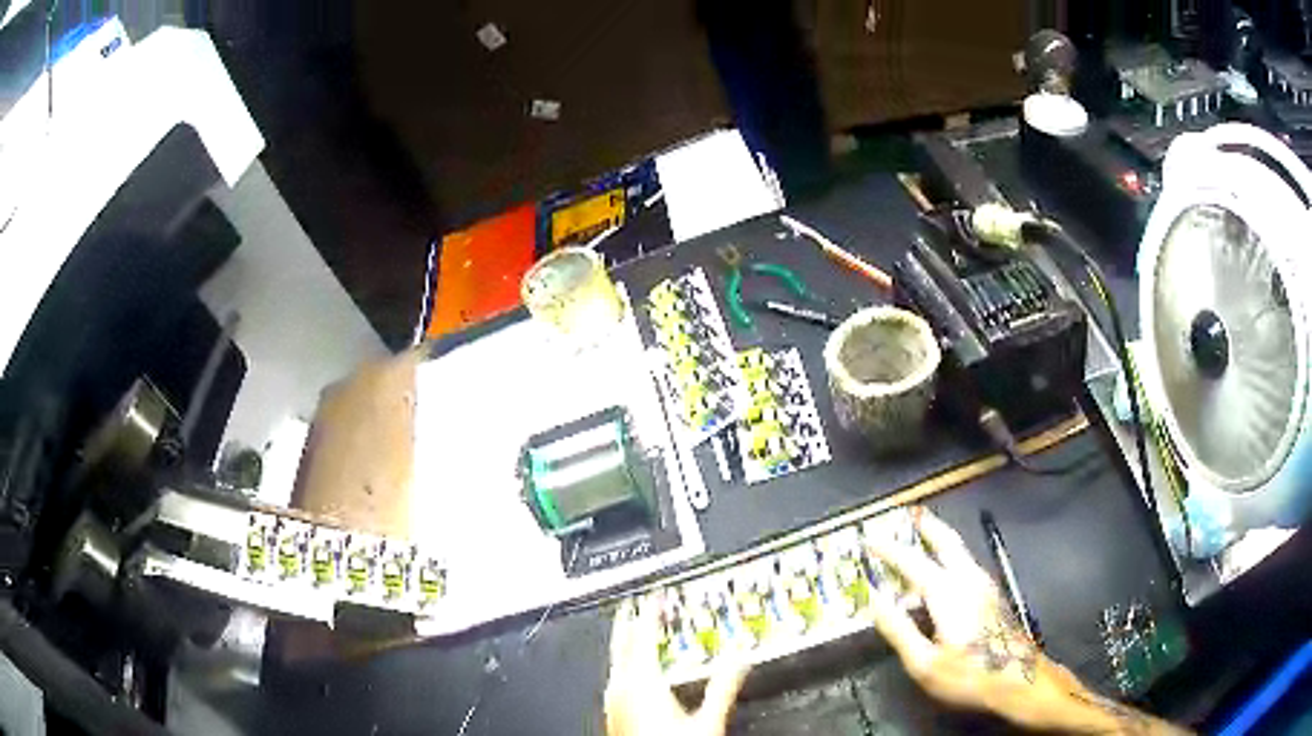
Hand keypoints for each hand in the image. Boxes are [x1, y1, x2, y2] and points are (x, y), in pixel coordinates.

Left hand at [604, 599, 748, 735]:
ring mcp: (613, 703)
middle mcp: (621, 690)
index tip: (655, 595)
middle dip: (630, 622)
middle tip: (636, 604)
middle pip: (622, 645)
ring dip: (626, 644)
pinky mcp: (613, 715)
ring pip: (617, 662)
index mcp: (641, 683)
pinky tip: (633, 671)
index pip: (642, 635)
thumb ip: (723, 685)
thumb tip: (739, 657)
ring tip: (634, 632)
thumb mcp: (709, 718)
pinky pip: (616, 679)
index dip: (649, 611)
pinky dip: (625, 665)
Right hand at [866, 508, 1186, 733]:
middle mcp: (978, 586)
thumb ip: (904, 633)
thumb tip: (881, 601)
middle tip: (910, 510)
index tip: (874, 532)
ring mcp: (993, 595)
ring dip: (945, 543)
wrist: (1038, 689)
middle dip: (926, 532)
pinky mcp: (1001, 608)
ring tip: (930, 527)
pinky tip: (959, 568)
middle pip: (949, 551)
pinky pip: (975, 574)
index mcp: (959, 597)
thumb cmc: (988, 683)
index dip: (894, 550)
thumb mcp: (934, 666)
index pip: (918, 563)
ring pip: (966, 558)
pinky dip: (960, 562)